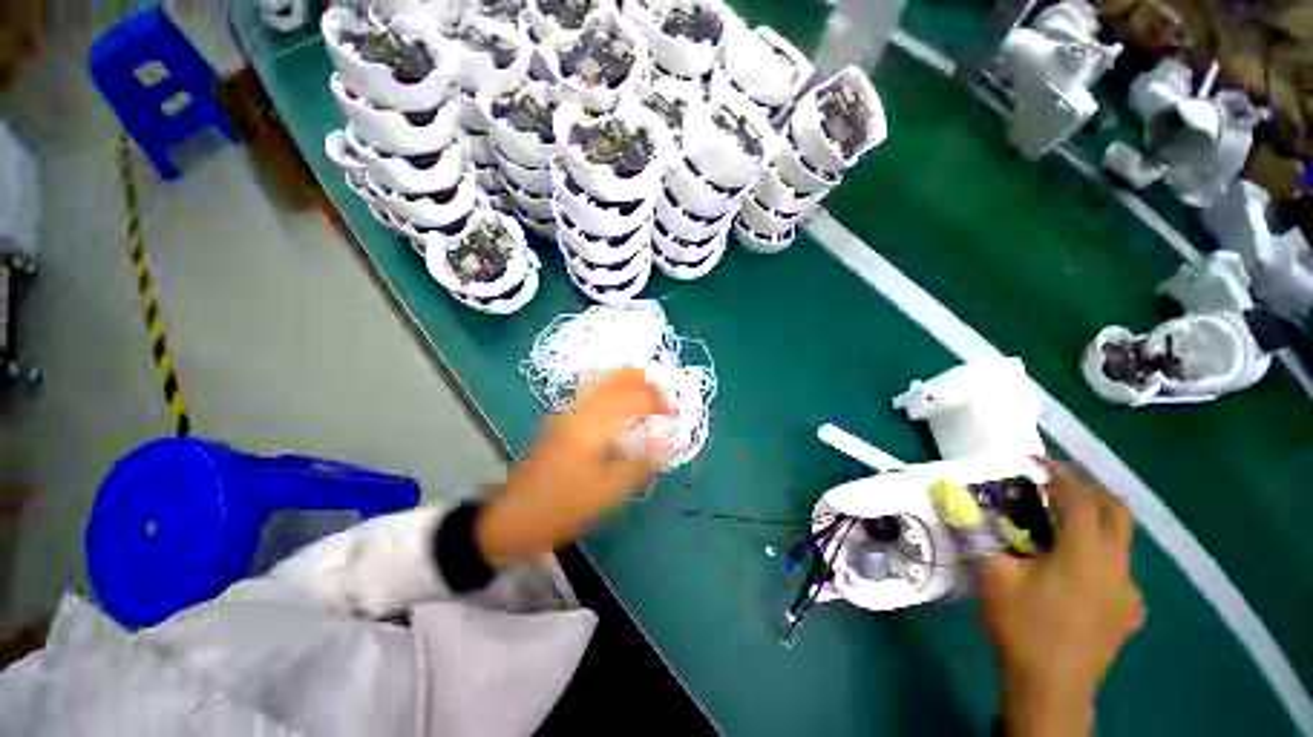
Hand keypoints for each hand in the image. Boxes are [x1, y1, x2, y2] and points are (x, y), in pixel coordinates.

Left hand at [476, 369, 671, 564]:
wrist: (515, 515)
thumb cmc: (564, 506)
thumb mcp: (608, 492)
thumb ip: (641, 464)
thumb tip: (665, 443)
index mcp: (592, 426)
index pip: (632, 400)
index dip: (657, 402)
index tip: (675, 411)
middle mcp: (580, 410)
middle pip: (615, 380)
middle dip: (643, 380)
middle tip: (664, 390)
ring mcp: (568, 412)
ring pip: (602, 382)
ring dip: (628, 380)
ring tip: (649, 387)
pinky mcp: (563, 419)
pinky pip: (594, 392)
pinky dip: (613, 388)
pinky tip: (622, 398)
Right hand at [979, 463, 1144, 736]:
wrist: (1052, 688)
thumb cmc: (1023, 626)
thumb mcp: (994, 576)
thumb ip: (988, 538)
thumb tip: (972, 512)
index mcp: (1086, 552)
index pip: (1080, 497)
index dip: (1060, 473)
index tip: (1036, 460)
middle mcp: (1117, 565)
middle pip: (1117, 512)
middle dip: (1090, 490)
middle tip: (1059, 485)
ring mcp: (1128, 591)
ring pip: (1121, 543)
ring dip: (1095, 525)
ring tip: (1062, 529)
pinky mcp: (1129, 614)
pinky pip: (1119, 573)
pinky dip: (1100, 559)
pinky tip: (1078, 575)